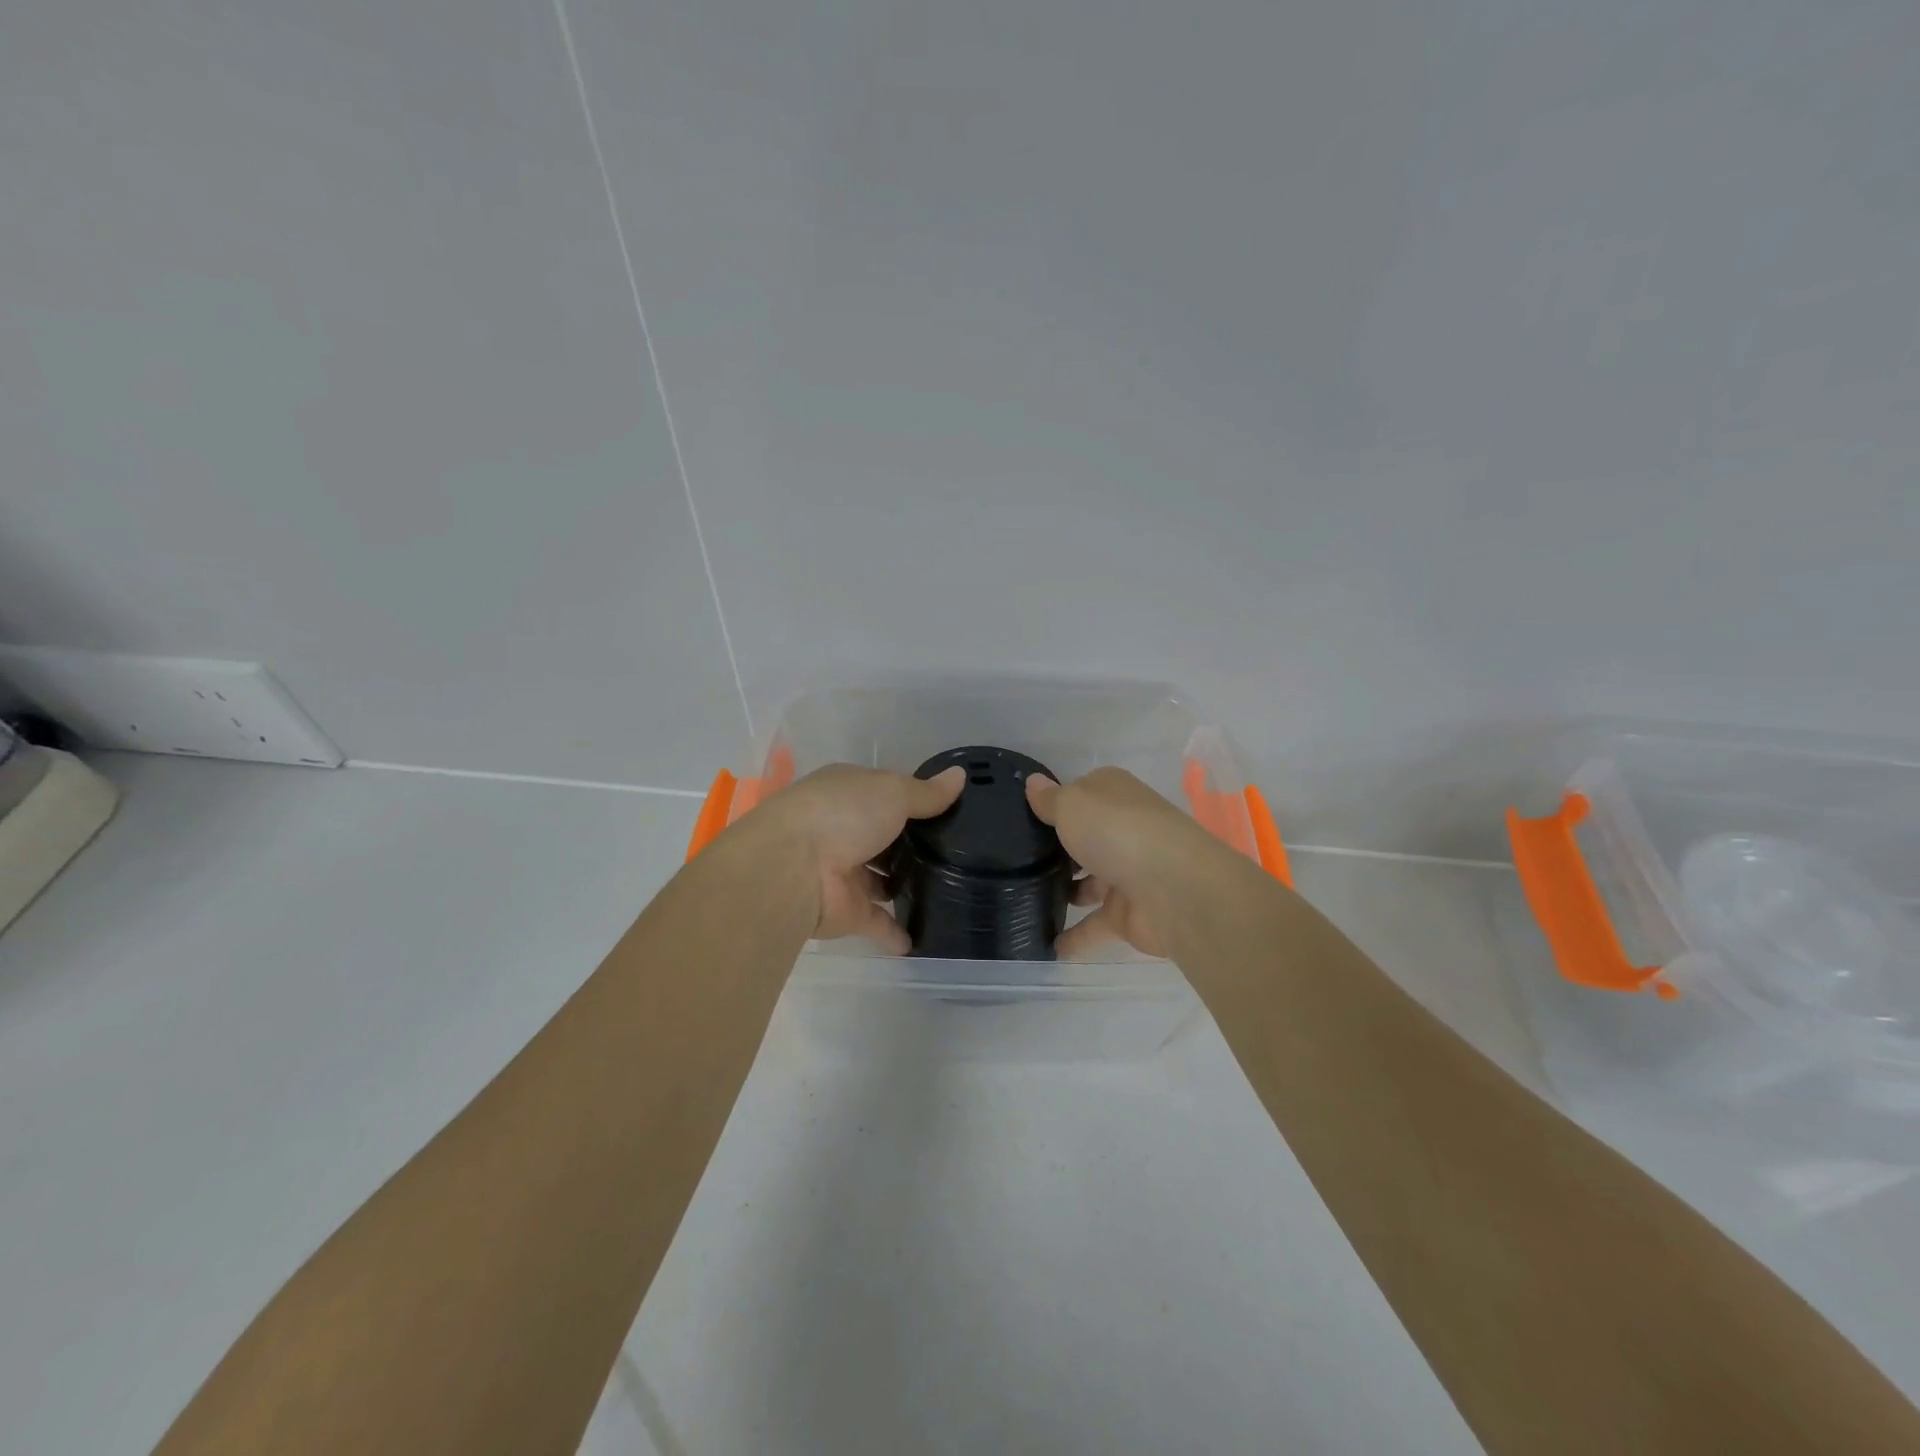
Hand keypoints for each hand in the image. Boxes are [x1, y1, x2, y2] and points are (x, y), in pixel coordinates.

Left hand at [745, 763, 964, 951]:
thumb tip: (961, 775)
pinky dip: (897, 931)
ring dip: (904, 886)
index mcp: (849, 793)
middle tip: (960, 853)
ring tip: (951, 890)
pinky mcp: (847, 912)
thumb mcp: (892, 791)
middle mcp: (844, 830)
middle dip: (912, 845)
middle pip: (885, 838)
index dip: (915, 800)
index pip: (886, 794)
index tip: (950, 810)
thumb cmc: (843, 814)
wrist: (792, 869)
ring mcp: (845, 873)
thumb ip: (927, 793)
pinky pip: (879, 922)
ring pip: (881, 880)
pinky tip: (924, 938)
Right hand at [1026, 767, 1234, 957]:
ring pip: (1090, 882)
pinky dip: (1075, 936)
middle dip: (1059, 849)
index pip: (1081, 794)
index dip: (1057, 803)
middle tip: (1017, 861)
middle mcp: (1123, 831)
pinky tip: (1047, 946)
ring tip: (1024, 899)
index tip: (1024, 817)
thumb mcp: (1072, 804)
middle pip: (1086, 838)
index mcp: (1114, 795)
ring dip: (1067, 891)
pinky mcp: (1129, 914)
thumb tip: (1033, 781)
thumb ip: (1050, 799)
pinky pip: (1095, 925)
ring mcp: (1128, 873)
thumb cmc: (1117, 832)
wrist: (1173, 889)